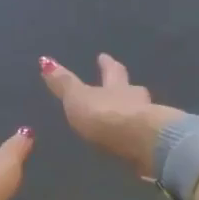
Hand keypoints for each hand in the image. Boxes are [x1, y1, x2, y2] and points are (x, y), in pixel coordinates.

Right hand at [39, 54, 183, 177]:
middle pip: (131, 89)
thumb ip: (64, 83)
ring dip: (134, 111)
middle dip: (125, 86)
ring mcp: (148, 121)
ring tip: (128, 115)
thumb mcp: (78, 98)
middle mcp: (135, 99)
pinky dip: (138, 135)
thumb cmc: (105, 115)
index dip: (106, 63)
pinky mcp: (153, 143)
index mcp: (117, 86)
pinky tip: (134, 141)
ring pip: (141, 111)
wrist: (140, 142)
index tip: (104, 56)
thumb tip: (46, 60)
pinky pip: (144, 135)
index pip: (111, 71)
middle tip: (124, 84)